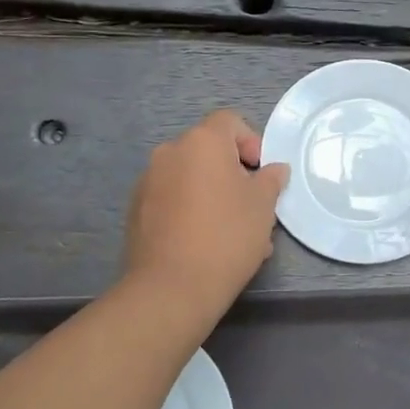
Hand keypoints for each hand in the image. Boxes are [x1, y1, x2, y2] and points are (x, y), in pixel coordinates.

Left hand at [123, 111, 289, 306]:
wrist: (171, 287)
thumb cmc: (226, 236)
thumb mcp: (263, 206)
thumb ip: (270, 180)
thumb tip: (274, 169)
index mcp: (202, 142)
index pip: (229, 122)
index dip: (251, 142)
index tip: (261, 174)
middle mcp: (170, 152)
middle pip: (208, 150)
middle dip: (232, 173)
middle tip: (251, 206)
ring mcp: (148, 181)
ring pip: (190, 178)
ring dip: (212, 194)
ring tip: (232, 232)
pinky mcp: (136, 210)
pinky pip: (172, 199)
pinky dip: (190, 210)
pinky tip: (205, 243)